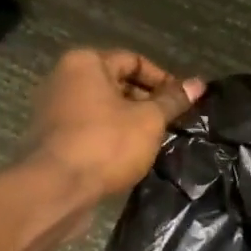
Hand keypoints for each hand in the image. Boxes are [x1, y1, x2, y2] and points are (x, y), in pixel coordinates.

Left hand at [24, 48, 203, 207]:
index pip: (133, 60)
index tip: (183, 102)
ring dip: (129, 121)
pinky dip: (109, 137)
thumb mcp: (149, 120)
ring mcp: (53, 110)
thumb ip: (173, 100)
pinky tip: (128, 156)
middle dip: (146, 102)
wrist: (55, 190)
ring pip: (103, 109)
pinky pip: (89, 129)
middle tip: (171, 123)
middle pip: (116, 83)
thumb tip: (198, 83)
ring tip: (153, 141)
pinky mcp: (51, 139)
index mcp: (85, 63)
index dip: (163, 80)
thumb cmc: (106, 144)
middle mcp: (64, 79)